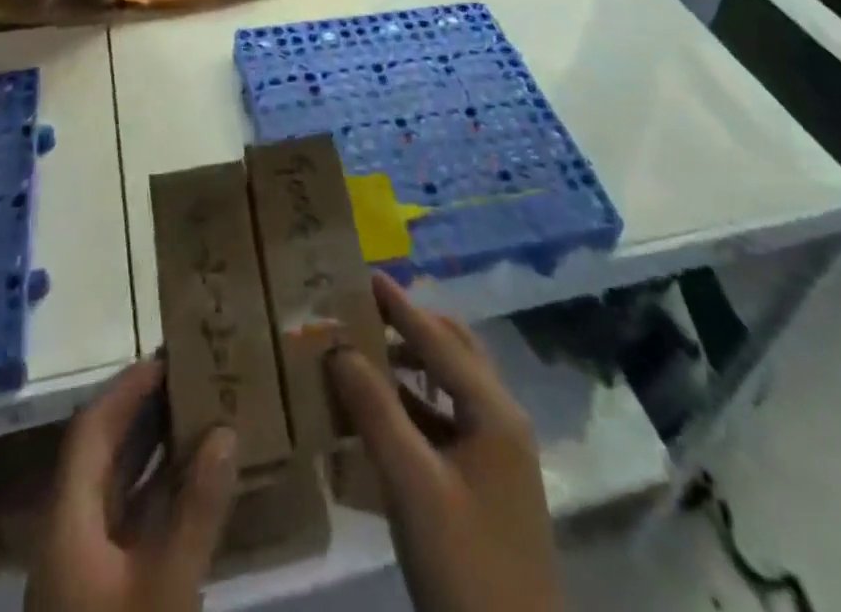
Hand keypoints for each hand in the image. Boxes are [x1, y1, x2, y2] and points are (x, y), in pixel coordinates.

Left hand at [25, 360, 238, 611]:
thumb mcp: (167, 584)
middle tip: (190, 379)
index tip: (167, 358)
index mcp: (66, 518)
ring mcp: (80, 568)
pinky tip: (194, 487)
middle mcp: (66, 532)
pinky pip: (128, 523)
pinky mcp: (99, 595)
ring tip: (199, 417)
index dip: (126, 389)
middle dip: (144, 413)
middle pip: (102, 453)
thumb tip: (226, 431)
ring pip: (116, 490)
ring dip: (154, 453)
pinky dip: (157, 495)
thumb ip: (197, 507)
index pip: (90, 429)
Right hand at [327, 273, 561, 611]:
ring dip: (411, 365)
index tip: (365, 274)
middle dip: (411, 326)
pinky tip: (381, 412)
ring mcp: (498, 453)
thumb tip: (339, 348)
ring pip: (451, 386)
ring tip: (366, 352)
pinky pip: (448, 420)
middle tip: (365, 312)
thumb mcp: (412, 486)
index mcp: (493, 411)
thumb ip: (375, 410)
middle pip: (453, 352)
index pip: (438, 339)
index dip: (400, 306)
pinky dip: (416, 404)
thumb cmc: (465, 566)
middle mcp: (501, 419)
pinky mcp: (487, 483)